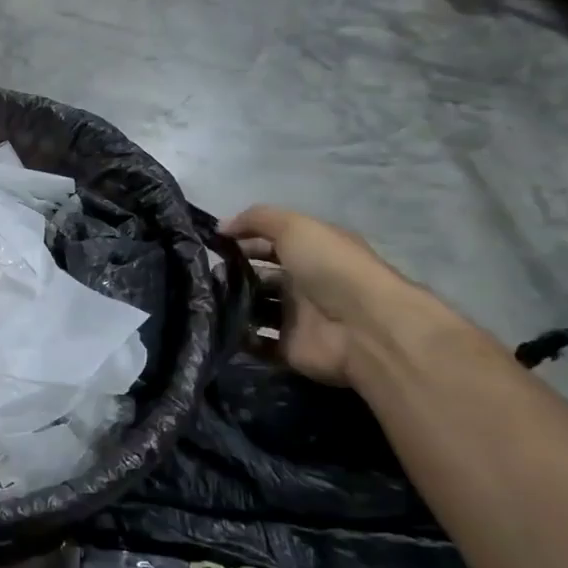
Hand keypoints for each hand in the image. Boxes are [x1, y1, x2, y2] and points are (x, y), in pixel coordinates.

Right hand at [220, 205, 420, 386]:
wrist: (364, 327)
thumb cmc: (331, 268)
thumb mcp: (295, 227)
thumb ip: (256, 219)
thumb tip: (221, 227)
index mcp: (309, 253)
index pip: (267, 244)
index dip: (240, 241)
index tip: (209, 246)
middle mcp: (303, 284)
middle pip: (259, 277)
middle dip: (231, 275)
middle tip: (202, 275)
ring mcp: (296, 318)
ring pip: (254, 309)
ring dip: (230, 305)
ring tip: (203, 300)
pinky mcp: (289, 348)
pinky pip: (257, 343)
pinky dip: (238, 337)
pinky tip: (216, 326)